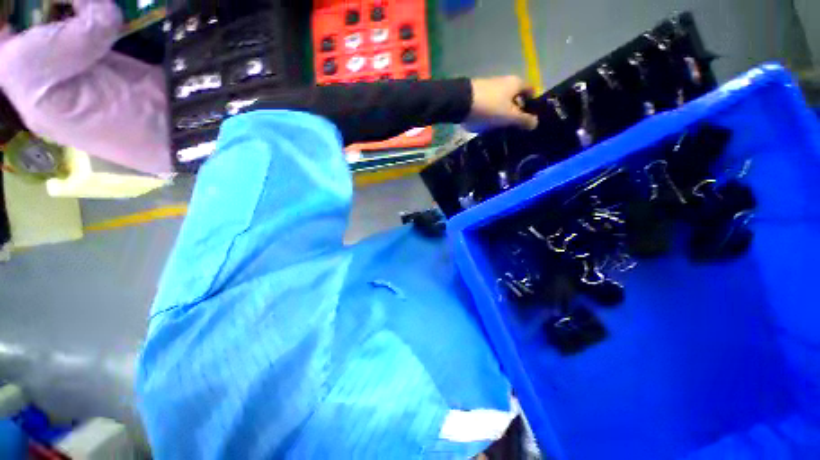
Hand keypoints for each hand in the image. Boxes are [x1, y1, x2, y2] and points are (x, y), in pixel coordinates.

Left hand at [465, 76, 538, 131]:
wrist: (460, 101)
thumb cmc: (490, 106)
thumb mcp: (509, 115)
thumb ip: (524, 119)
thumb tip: (535, 123)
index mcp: (516, 82)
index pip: (531, 90)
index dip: (533, 103)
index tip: (531, 118)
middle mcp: (504, 81)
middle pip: (515, 96)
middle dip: (517, 110)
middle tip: (516, 127)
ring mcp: (489, 87)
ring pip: (501, 101)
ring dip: (503, 113)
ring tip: (502, 129)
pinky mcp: (477, 95)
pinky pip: (489, 105)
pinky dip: (491, 114)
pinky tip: (488, 125)